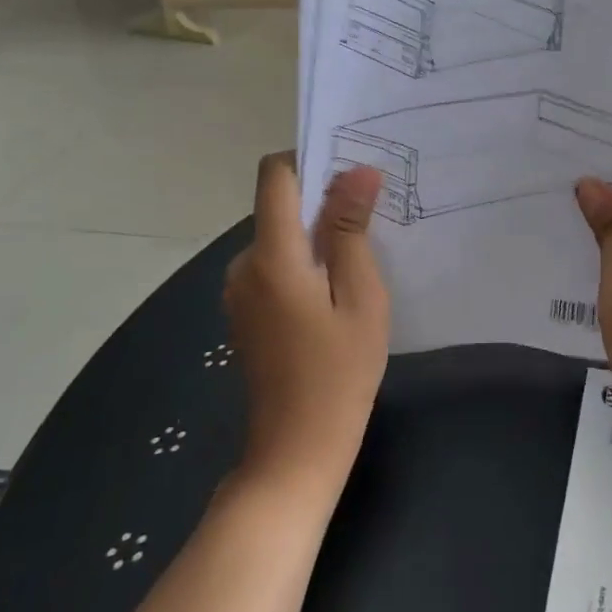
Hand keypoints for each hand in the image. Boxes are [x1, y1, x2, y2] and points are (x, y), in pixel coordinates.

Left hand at [224, 154, 389, 499]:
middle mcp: (244, 264)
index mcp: (272, 256)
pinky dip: (304, 259)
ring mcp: (240, 290)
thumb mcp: (361, 296)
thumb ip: (352, 229)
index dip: (309, 160)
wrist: (295, 451)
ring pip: (279, 234)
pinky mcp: (245, 310)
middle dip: (323, 200)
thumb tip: (357, 171)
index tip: (350, 172)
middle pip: (279, 205)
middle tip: (372, 218)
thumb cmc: (339, 372)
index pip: (275, 176)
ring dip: (316, 233)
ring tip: (361, 256)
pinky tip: (336, 288)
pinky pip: (274, 262)